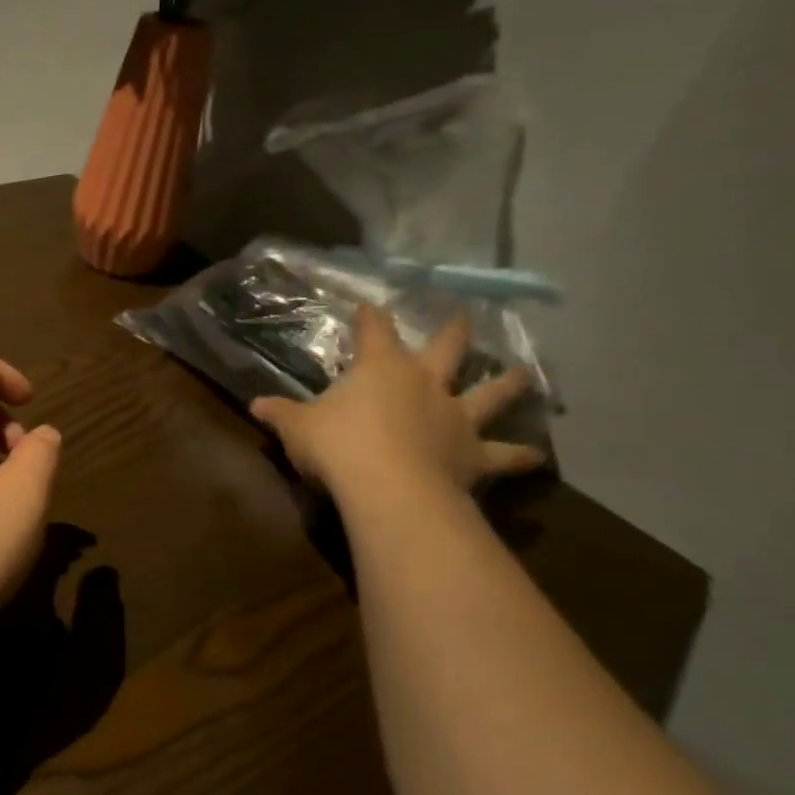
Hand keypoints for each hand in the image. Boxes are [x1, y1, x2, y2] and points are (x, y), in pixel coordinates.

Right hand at [251, 306, 546, 496]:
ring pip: (491, 393)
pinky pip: (504, 454)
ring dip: (509, 383)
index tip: (367, 306)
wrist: (388, 488)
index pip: (374, 329)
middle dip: (453, 330)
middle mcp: (425, 383)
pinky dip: (520, 456)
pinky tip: (537, 457)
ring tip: (525, 374)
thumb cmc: (337, 445)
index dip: (370, 316)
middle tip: (464, 314)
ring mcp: (455, 417)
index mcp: (380, 368)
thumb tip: (256, 405)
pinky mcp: (474, 455)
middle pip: (446, 348)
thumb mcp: (296, 427)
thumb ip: (280, 413)